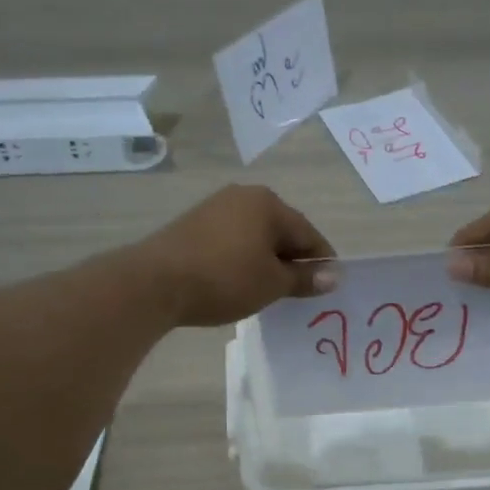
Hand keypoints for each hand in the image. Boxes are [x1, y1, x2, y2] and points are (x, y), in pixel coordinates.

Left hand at [136, 185, 335, 327]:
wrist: (155, 282)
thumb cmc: (225, 279)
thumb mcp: (272, 284)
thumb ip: (304, 278)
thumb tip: (334, 275)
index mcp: (269, 204)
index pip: (308, 233)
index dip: (322, 261)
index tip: (329, 287)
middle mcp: (243, 197)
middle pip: (282, 231)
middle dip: (292, 260)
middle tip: (298, 293)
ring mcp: (215, 208)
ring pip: (256, 236)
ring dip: (267, 261)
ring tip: (268, 290)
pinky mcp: (194, 224)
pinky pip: (232, 241)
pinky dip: (243, 259)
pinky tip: (239, 281)